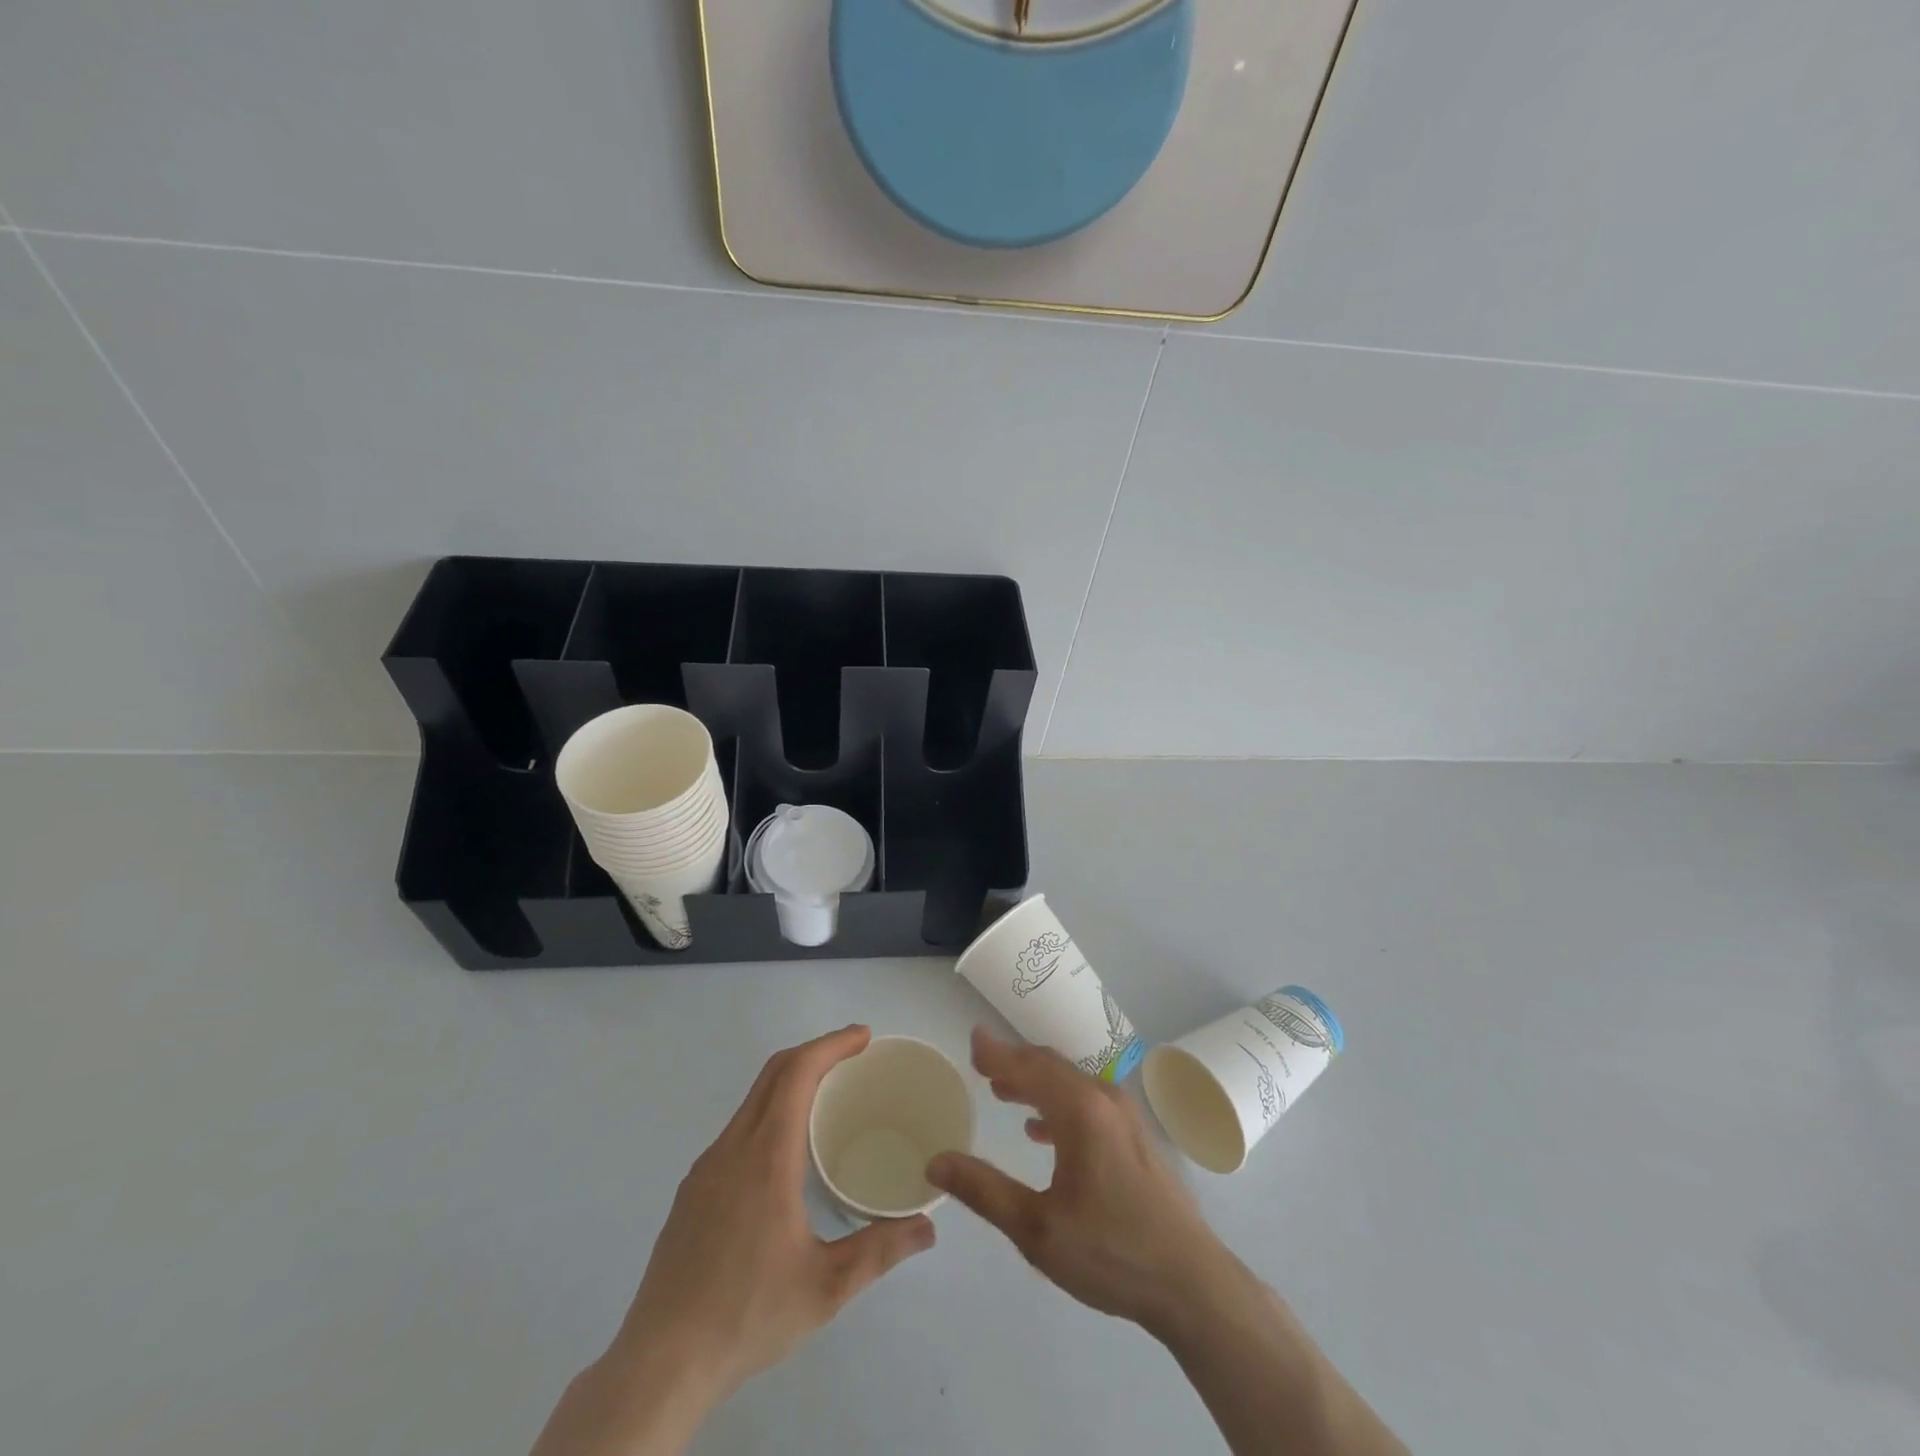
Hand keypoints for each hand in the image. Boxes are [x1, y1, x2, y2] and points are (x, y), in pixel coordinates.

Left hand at [619, 1024, 935, 1391]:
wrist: (660, 1363)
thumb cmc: (748, 1315)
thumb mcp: (826, 1287)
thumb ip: (880, 1250)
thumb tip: (928, 1228)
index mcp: (767, 1157)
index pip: (797, 1073)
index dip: (831, 1044)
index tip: (863, 1037)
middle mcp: (733, 1148)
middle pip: (773, 1073)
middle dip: (815, 1052)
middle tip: (855, 1056)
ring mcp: (706, 1168)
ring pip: (752, 1100)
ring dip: (790, 1081)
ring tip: (827, 1098)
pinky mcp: (692, 1190)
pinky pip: (737, 1129)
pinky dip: (769, 1112)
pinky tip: (786, 1153)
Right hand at [927, 1027, 1227, 1335]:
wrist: (1191, 1284)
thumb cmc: (1111, 1252)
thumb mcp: (1037, 1229)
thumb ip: (984, 1191)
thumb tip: (936, 1163)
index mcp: (1080, 1110)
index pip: (1029, 1066)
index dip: (997, 1052)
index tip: (972, 1039)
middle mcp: (1104, 1099)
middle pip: (1050, 1067)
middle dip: (1013, 1063)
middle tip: (981, 1065)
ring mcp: (1125, 1117)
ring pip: (1070, 1084)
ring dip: (1034, 1083)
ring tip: (1002, 1092)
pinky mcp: (1135, 1138)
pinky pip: (1087, 1103)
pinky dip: (1057, 1104)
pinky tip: (1040, 1131)